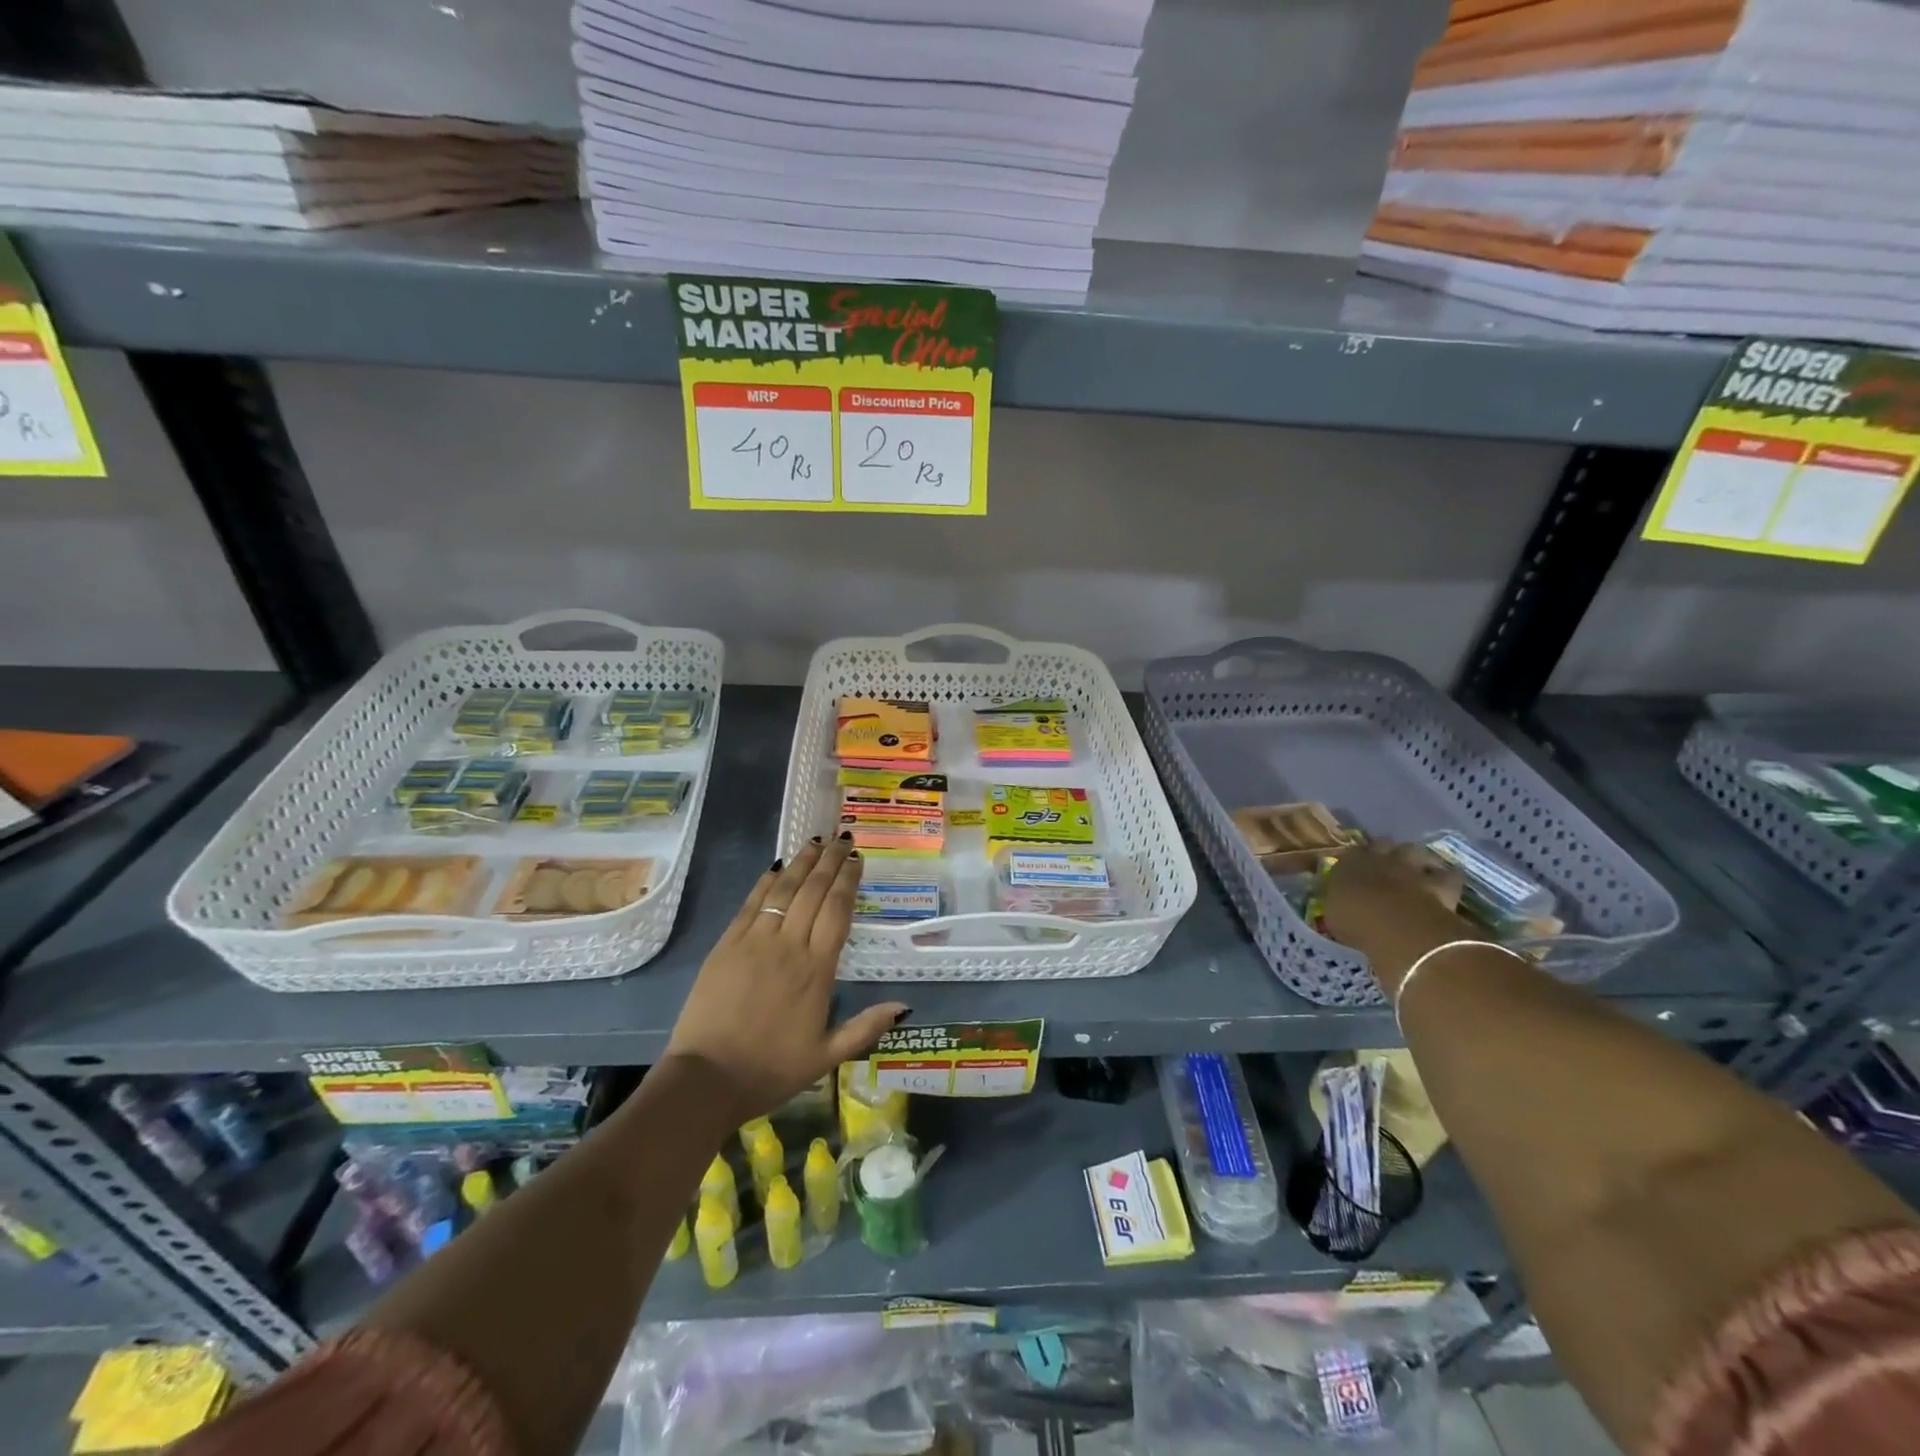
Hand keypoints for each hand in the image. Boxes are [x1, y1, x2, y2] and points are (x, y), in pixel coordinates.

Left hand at [664, 835, 907, 1122]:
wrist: (707, 1079)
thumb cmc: (771, 1070)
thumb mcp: (826, 1056)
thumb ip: (865, 1028)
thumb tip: (904, 1006)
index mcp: (817, 970)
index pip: (838, 911)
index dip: (848, 880)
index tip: (857, 859)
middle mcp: (788, 946)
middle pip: (813, 892)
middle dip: (830, 861)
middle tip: (843, 838)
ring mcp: (754, 942)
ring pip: (783, 891)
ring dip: (801, 863)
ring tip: (815, 840)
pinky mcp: (726, 945)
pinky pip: (751, 905)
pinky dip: (765, 882)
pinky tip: (776, 867)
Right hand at [1320, 842, 1476, 998]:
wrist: (1398, 927)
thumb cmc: (1356, 921)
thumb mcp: (1332, 916)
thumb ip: (1337, 903)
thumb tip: (1339, 901)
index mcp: (1349, 864)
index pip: (1348, 855)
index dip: (1352, 861)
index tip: (1352, 870)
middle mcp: (1380, 859)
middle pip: (1381, 844)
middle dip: (1383, 851)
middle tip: (1383, 863)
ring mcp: (1411, 868)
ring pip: (1414, 851)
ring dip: (1414, 857)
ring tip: (1414, 866)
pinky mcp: (1440, 883)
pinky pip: (1447, 875)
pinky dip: (1447, 876)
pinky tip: (1446, 881)